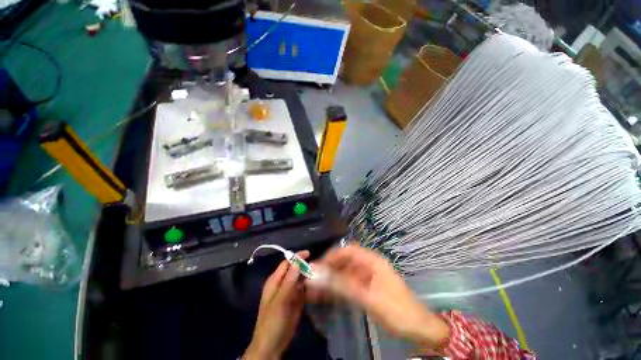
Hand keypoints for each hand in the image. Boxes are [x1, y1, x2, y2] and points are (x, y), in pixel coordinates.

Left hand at [244, 251, 308, 359]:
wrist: (272, 346)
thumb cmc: (272, 322)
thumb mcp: (280, 301)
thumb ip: (289, 281)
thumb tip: (297, 262)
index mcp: (275, 281)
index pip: (287, 263)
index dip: (297, 257)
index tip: (309, 253)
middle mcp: (282, 284)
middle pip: (295, 270)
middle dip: (305, 266)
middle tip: (318, 266)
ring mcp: (290, 292)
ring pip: (300, 279)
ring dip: (309, 276)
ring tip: (320, 274)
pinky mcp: (296, 301)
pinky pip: (304, 289)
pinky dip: (310, 286)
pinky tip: (317, 285)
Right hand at [306, 245, 449, 349]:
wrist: (419, 328)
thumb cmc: (396, 310)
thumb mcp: (369, 298)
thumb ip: (343, 285)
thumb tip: (320, 275)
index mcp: (372, 261)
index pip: (348, 250)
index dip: (332, 255)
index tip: (318, 265)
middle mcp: (369, 265)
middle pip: (345, 261)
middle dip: (329, 268)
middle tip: (314, 278)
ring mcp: (368, 277)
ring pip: (346, 272)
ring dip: (332, 278)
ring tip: (316, 287)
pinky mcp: (367, 288)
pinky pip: (350, 283)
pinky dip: (339, 287)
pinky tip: (328, 294)